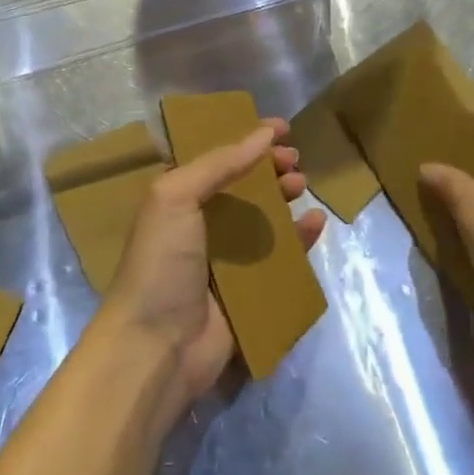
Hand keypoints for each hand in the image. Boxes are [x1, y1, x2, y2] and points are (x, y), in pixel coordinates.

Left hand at [99, 119, 326, 430]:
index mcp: (178, 199)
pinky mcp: (249, 291)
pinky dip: (300, 238)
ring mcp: (226, 259)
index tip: (280, 127)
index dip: (246, 139)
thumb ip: (220, 163)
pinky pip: (281, 257)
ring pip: (264, 218)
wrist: (156, 347)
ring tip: (302, 185)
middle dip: (269, 168)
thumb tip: (263, 133)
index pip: (217, 158)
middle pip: (243, 186)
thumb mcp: (176, 196)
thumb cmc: (161, 261)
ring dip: (285, 198)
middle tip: (294, 159)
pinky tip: (317, 223)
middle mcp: (201, 224)